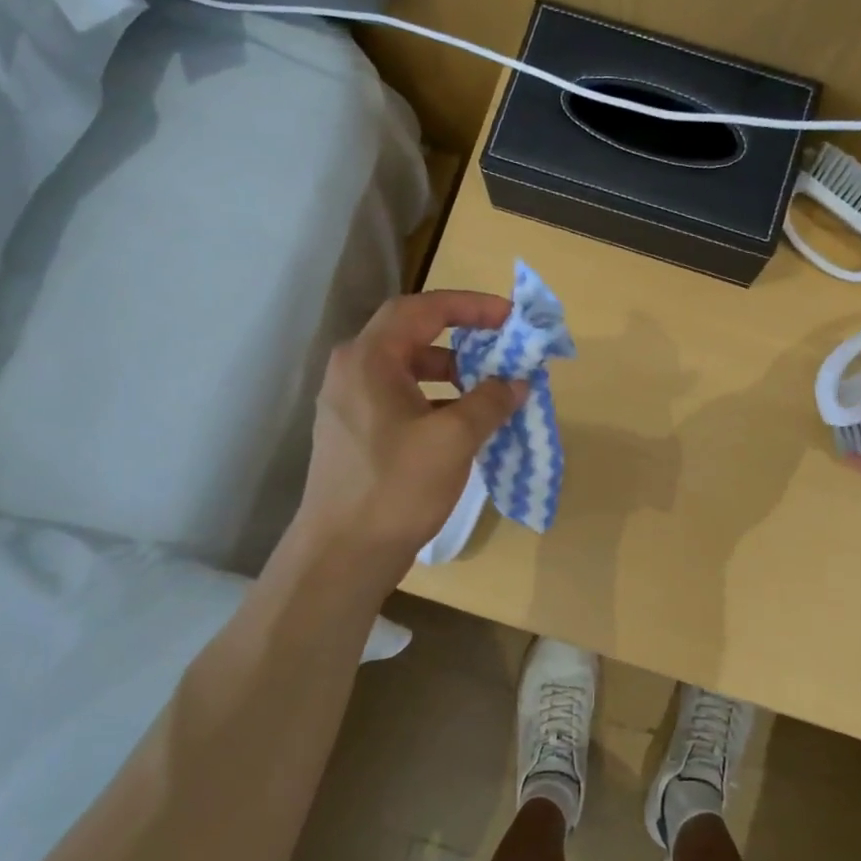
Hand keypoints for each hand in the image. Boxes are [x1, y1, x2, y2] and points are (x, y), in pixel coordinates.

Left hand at [296, 290, 526, 566]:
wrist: (342, 555)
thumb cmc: (396, 487)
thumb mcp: (453, 439)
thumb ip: (490, 402)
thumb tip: (517, 382)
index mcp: (369, 359)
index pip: (421, 309)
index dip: (469, 305)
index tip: (508, 317)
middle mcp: (353, 371)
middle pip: (412, 335)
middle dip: (462, 337)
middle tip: (502, 349)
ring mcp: (350, 404)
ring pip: (408, 370)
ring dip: (452, 372)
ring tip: (490, 389)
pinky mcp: (355, 433)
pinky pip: (401, 399)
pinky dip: (435, 400)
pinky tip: (464, 424)